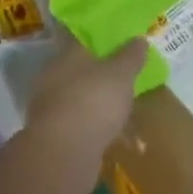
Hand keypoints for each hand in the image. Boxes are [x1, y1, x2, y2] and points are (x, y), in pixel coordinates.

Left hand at [26, 38, 145, 159]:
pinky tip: (120, 139)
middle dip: (103, 75)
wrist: (63, 155)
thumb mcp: (121, 74)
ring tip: (127, 113)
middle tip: (127, 78)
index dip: (103, 39)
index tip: (121, 43)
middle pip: (83, 70)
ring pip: (83, 99)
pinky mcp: (55, 136)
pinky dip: (99, 129)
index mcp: (67, 56)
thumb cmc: (94, 101)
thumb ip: (131, 55)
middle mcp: (55, 78)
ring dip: (102, 105)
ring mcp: (52, 108)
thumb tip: (139, 38)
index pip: (83, 39)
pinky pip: (83, 125)